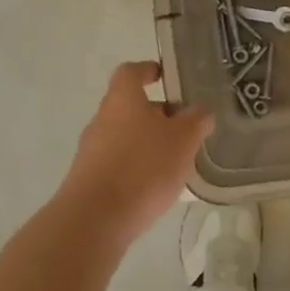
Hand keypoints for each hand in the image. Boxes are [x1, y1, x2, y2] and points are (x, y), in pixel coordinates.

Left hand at [56, 61, 211, 248]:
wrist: (94, 221)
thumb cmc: (142, 167)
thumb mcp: (183, 140)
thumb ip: (196, 121)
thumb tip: (201, 111)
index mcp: (122, 99)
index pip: (131, 71)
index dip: (148, 70)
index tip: (165, 76)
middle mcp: (102, 118)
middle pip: (130, 106)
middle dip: (157, 114)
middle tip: (183, 128)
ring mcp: (91, 150)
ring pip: (124, 136)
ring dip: (147, 143)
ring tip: (175, 162)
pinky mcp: (88, 180)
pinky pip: (117, 163)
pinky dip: (136, 168)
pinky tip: (154, 188)